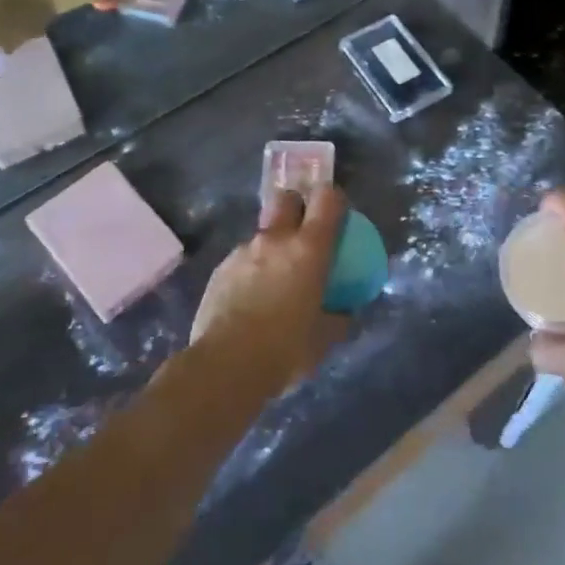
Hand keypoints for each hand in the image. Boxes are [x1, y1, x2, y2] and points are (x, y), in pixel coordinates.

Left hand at [190, 185, 348, 390]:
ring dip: (271, 247)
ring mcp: (243, 251)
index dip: (334, 199)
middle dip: (296, 207)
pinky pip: (241, 259)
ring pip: (262, 233)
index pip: (326, 199)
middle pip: (287, 199)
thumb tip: (344, 312)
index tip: (339, 214)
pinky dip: (250, 271)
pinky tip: (248, 302)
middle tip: (303, 235)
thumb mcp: (323, 339)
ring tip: (273, 281)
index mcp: (308, 249)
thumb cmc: (285, 350)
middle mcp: (275, 239)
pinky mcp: (220, 270)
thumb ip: (338, 318)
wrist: (225, 366)